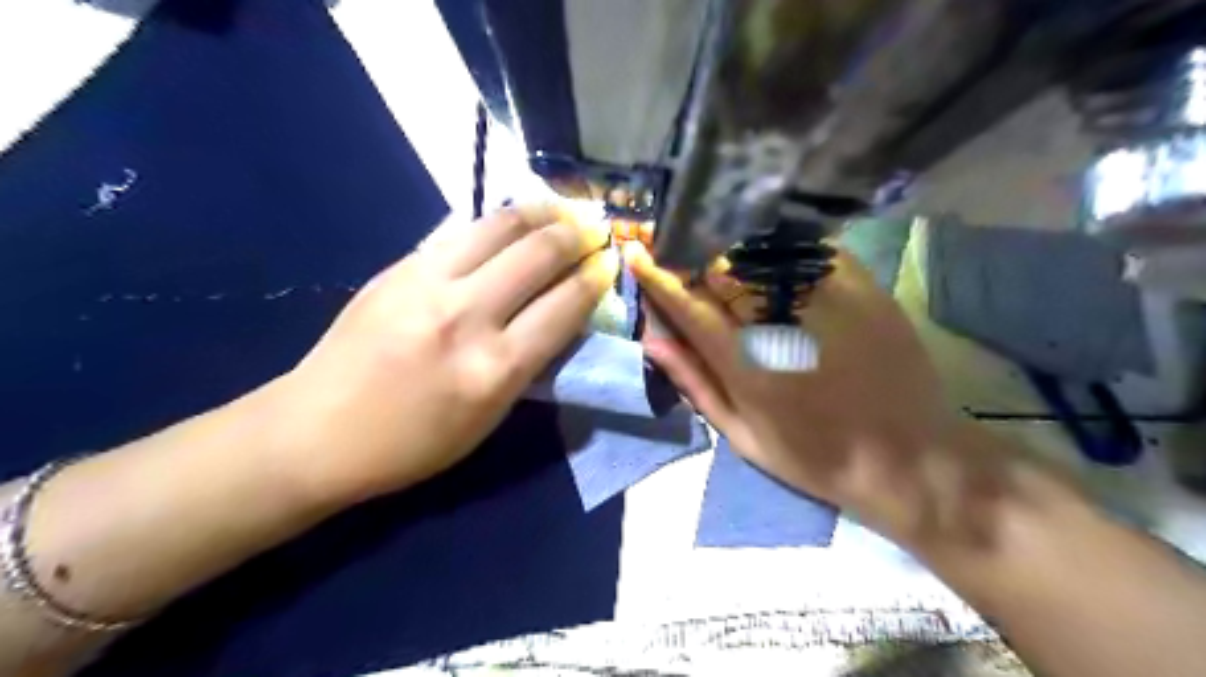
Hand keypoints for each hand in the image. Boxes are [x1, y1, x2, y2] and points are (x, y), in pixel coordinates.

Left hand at [270, 205, 616, 508]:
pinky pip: (459, 231)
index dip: (595, 278)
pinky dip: (496, 222)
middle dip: (576, 235)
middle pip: (538, 254)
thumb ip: (529, 361)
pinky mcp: (399, 267)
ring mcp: (427, 283)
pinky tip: (512, 221)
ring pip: (498, 226)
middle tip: (595, 229)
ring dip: (539, 212)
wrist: (316, 431)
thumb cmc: (413, 443)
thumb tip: (561, 313)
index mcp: (495, 368)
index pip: (564, 306)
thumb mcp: (489, 417)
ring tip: (561, 210)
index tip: (611, 263)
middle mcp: (466, 316)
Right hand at [628, 242, 967, 537]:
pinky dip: (777, 243)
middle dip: (689, 250)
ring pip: (760, 249)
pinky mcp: (862, 284)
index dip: (658, 276)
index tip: (638, 253)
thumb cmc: (816, 456)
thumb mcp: (743, 435)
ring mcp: (825, 296)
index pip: (688, 304)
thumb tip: (652, 341)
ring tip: (713, 238)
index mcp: (746, 362)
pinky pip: (807, 247)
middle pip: (721, 265)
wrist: (909, 456)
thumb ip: (695, 382)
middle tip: (673, 242)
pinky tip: (767, 248)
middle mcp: (780, 320)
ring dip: (728, 242)